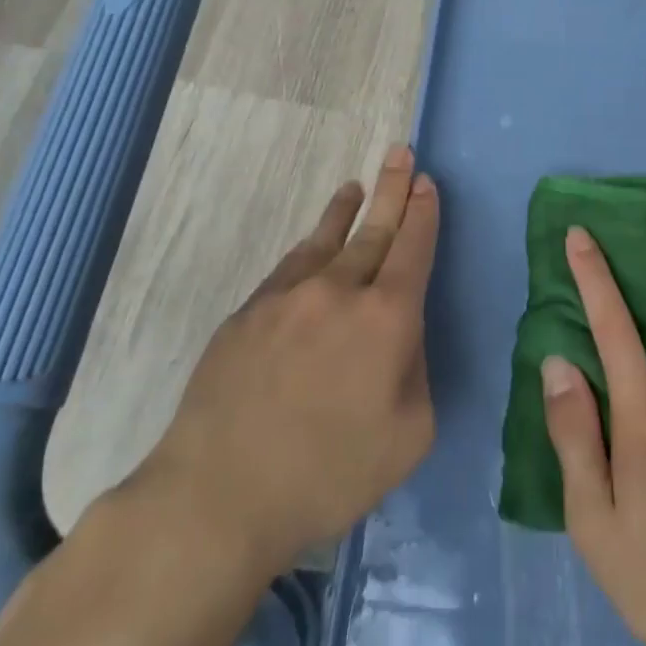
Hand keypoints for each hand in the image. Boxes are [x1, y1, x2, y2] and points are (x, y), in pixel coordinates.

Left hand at [123, 147, 439, 574]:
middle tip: (401, 152)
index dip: (423, 214)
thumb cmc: (328, 475)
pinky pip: (289, 267)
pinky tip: (312, 246)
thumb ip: (416, 373)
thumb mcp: (409, 437)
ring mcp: (288, 297)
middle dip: (393, 189)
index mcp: (386, 319)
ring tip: (356, 185)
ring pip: (326, 239)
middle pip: (374, 230)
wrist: (219, 493)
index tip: (426, 183)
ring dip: (346, 209)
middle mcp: (339, 292)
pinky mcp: (249, 312)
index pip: (413, 250)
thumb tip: (401, 337)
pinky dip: (309, 247)